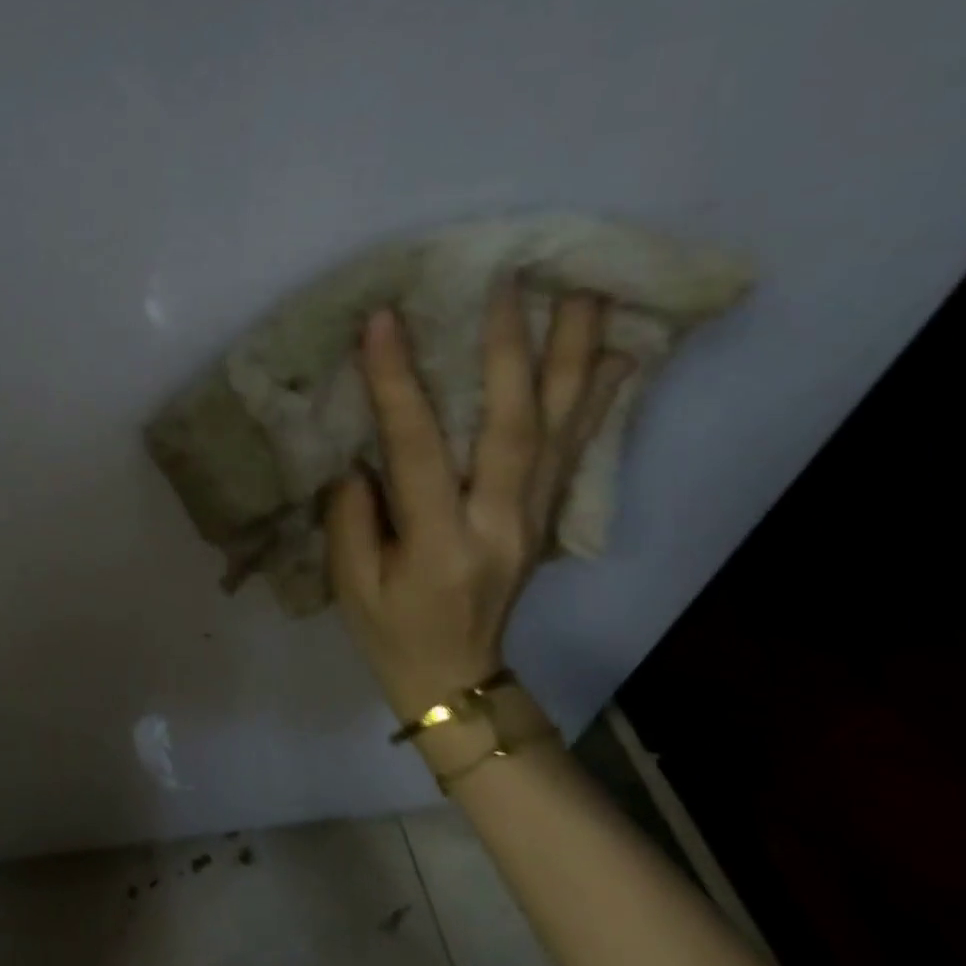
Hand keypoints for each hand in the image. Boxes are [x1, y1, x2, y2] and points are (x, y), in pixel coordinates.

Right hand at [326, 286, 631, 723]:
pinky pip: (575, 451)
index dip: (398, 383)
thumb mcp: (350, 582)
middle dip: (509, 350)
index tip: (384, 321)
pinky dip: (597, 400)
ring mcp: (533, 519)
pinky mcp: (545, 518)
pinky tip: (615, 358)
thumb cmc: (391, 631)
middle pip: (513, 426)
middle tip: (508, 284)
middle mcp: (500, 523)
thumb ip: (352, 513)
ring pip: (558, 429)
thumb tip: (366, 455)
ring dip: (571, 358)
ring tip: (583, 295)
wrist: (456, 681)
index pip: (418, 448)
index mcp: (440, 543)